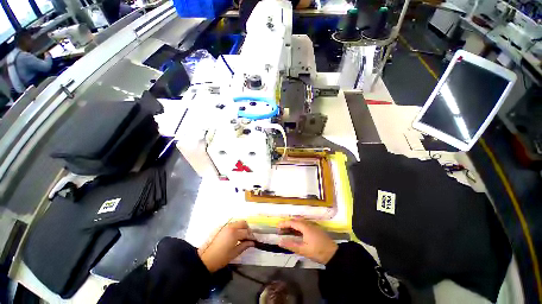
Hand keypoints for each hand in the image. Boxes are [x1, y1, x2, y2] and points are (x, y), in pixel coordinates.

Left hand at [198, 221, 254, 272]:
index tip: (255, 241)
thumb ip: (244, 245)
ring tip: (243, 237)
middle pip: (243, 223)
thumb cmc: (221, 258)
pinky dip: (237, 228)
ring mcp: (226, 226)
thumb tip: (252, 243)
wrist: (205, 259)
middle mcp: (231, 226)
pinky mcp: (222, 227)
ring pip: (238, 223)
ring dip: (242, 228)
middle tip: (249, 238)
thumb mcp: (234, 253)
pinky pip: (233, 224)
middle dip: (248, 229)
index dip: (252, 237)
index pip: (247, 232)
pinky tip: (236, 236)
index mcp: (234, 233)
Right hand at [277, 218, 337, 264]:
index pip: (292, 222)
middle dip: (288, 223)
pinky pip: (304, 223)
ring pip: (301, 221)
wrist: (334, 254)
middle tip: (281, 228)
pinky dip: (298, 225)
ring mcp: (313, 225)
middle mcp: (308, 223)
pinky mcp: (316, 228)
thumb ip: (291, 245)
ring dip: (293, 223)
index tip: (277, 226)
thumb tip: (280, 242)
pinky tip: (297, 231)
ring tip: (287, 229)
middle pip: (296, 220)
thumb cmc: (318, 251)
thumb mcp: (303, 250)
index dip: (284, 223)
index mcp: (305, 227)